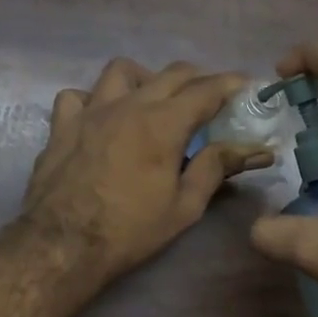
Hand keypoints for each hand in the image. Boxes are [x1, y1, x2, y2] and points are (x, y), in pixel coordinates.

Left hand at [22, 58, 271, 282]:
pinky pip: (78, 95)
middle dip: (198, 80)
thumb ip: (217, 168)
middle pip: (171, 73)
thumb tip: (256, 150)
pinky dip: (94, 99)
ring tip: (152, 102)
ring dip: (145, 79)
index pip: (206, 89)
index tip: (248, 87)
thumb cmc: (130, 231)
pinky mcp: (62, 126)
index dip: (231, 84)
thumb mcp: (184, 206)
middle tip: (209, 100)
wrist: (63, 245)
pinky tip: (101, 118)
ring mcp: (90, 111)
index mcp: (163, 123)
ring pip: (122, 71)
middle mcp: (128, 104)